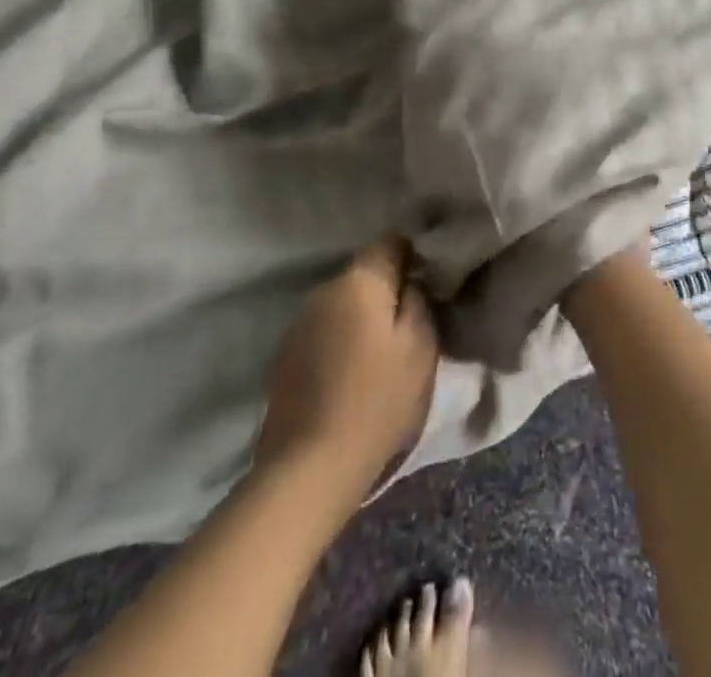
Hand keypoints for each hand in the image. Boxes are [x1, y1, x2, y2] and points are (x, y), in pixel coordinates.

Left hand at [255, 236, 439, 495]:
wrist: (309, 469)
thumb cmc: (377, 401)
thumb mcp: (421, 347)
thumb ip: (419, 300)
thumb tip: (411, 280)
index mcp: (359, 280)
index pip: (390, 242)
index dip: (413, 256)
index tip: (427, 283)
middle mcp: (324, 290)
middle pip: (364, 274)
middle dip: (386, 291)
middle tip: (408, 325)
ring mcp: (298, 324)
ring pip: (342, 304)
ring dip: (361, 318)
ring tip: (378, 354)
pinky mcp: (283, 358)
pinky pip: (323, 332)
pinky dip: (339, 342)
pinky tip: (349, 375)